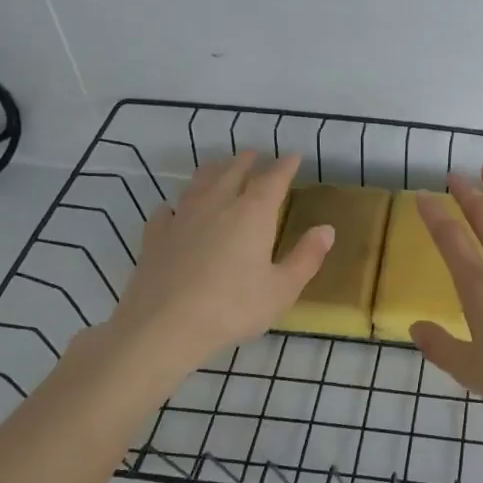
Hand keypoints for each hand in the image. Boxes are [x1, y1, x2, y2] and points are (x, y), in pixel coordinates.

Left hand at [82, 152, 332, 375]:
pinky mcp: (155, 236)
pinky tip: (173, 210)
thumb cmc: (232, 308)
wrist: (163, 327)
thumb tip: (327, 229)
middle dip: (247, 160)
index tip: (294, 157)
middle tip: (255, 155)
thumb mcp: (282, 289)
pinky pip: (166, 211)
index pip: (273, 179)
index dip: (285, 166)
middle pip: (233, 171)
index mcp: (252, 213)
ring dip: (213, 171)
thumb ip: (306, 257)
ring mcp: (182, 217)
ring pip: (199, 183)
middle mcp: (217, 204)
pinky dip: (175, 206)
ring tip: (219, 168)